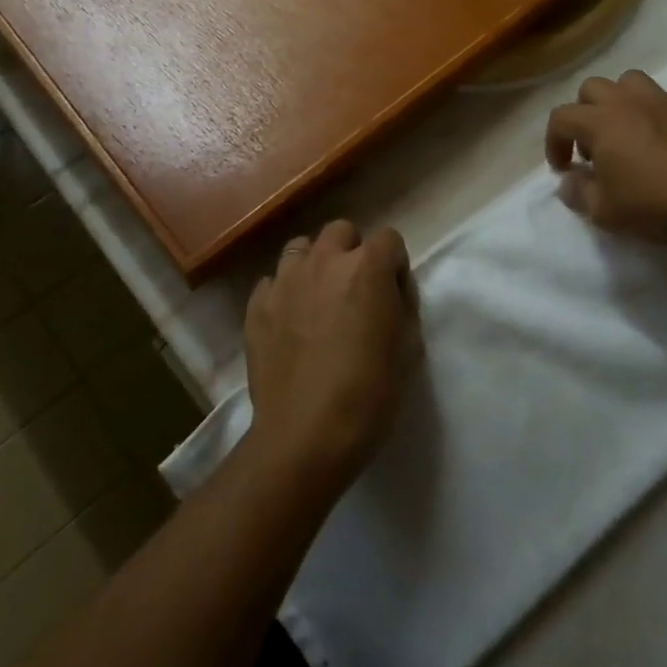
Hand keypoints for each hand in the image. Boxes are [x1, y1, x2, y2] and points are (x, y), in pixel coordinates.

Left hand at [244, 221, 419, 492]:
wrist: (304, 435)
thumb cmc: (369, 395)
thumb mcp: (410, 350)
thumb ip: (403, 306)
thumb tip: (390, 291)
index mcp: (367, 267)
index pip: (389, 238)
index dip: (394, 265)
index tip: (393, 294)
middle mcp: (324, 261)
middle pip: (341, 231)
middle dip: (353, 251)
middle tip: (355, 290)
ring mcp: (285, 280)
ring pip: (301, 248)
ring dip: (315, 264)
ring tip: (319, 299)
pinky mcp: (257, 305)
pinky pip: (272, 282)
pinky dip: (284, 293)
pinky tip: (290, 323)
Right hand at [546, 70, 666, 246]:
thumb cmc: (656, 204)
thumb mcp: (605, 212)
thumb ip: (579, 193)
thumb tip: (568, 182)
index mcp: (600, 122)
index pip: (561, 117)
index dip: (553, 142)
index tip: (563, 169)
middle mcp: (628, 102)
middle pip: (592, 88)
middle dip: (583, 114)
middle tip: (593, 149)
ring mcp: (664, 102)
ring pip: (630, 81)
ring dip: (620, 101)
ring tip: (626, 132)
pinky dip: (660, 111)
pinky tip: (665, 136)